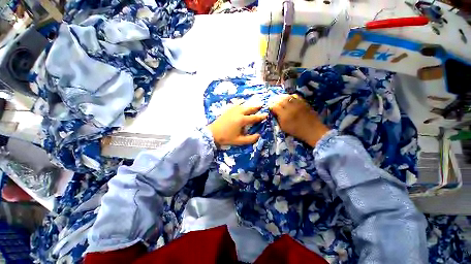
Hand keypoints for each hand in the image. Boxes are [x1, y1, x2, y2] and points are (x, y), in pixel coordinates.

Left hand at [208, 103, 267, 146]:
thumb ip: (250, 139)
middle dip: (256, 107)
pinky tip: (242, 104)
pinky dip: (241, 104)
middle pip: (249, 108)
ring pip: (243, 105)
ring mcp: (232, 110)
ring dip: (249, 105)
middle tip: (262, 105)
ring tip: (254, 104)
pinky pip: (236, 104)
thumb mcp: (239, 141)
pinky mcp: (228, 110)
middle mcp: (238, 113)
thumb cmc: (226, 137)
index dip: (261, 116)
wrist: (212, 133)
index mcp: (241, 120)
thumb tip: (259, 135)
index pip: (254, 117)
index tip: (266, 115)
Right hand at [270, 94, 328, 146]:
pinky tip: (288, 98)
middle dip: (274, 100)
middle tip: (272, 101)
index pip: (275, 106)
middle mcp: (291, 108)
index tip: (269, 107)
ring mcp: (298, 104)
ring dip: (281, 96)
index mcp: (285, 115)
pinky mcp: (304, 102)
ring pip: (287, 96)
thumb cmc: (296, 131)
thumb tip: (274, 112)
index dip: (271, 106)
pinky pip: (295, 96)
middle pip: (280, 100)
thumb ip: (278, 119)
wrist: (312, 130)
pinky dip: (290, 96)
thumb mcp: (284, 127)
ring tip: (278, 98)